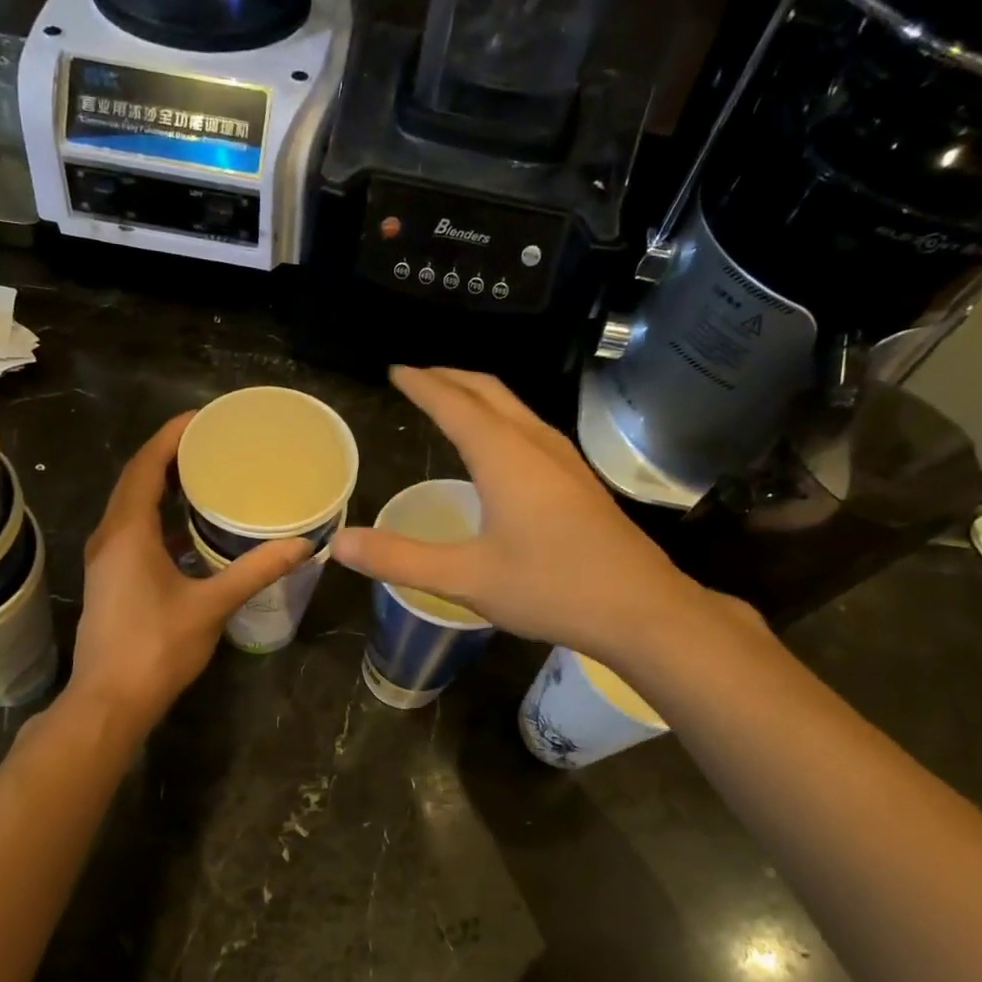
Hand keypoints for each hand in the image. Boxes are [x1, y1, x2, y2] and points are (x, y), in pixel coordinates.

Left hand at [69, 413, 310, 730]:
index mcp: (129, 533)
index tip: (203, 418)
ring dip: (162, 485)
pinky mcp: (112, 578)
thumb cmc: (156, 648)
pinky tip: (191, 527)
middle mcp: (111, 536)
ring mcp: (107, 559)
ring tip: (204, 473)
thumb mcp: (212, 605)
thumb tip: (301, 544)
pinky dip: (160, 516)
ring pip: (132, 505)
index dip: (171, 436)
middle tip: (211, 441)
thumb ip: (255, 571)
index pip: (146, 466)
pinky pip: (134, 529)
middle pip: (136, 479)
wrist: (109, 701)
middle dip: (169, 455)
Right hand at [330, 368, 699, 662]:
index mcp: (505, 456)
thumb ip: (401, 559)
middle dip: (450, 377)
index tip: (396, 370)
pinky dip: (499, 419)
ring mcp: (565, 460)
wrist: (642, 610)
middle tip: (417, 377)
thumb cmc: (552, 588)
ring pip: (514, 408)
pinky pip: (529, 429)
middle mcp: (536, 445)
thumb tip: (340, 543)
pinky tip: (496, 449)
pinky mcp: (579, 481)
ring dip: (477, 396)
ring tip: (450, 401)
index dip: (422, 384)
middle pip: (489, 391)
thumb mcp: (466, 579)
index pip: (454, 404)